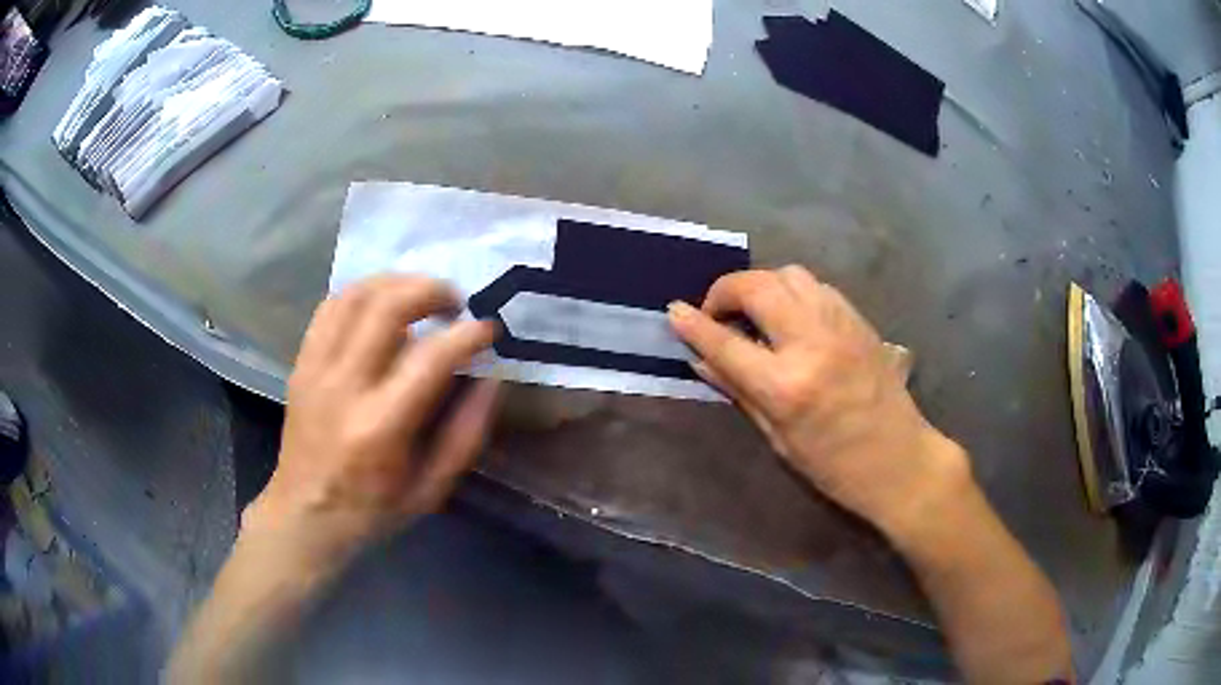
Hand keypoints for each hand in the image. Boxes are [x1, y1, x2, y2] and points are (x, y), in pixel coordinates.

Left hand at [244, 276, 499, 560]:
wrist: (305, 513)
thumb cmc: (372, 510)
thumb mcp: (432, 489)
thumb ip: (466, 434)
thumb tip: (490, 378)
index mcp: (381, 427)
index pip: (430, 358)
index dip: (467, 335)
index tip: (488, 329)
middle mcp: (344, 387)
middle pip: (387, 307)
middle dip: (431, 290)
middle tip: (454, 302)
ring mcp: (316, 369)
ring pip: (356, 295)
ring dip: (396, 283)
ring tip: (421, 295)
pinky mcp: (301, 363)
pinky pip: (331, 307)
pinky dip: (362, 293)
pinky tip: (381, 305)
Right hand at [668, 266, 970, 537]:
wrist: (900, 460)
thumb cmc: (834, 466)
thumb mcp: (777, 439)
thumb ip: (738, 391)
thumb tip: (701, 360)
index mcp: (786, 385)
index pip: (726, 342)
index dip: (694, 323)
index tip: (674, 310)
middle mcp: (812, 342)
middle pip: (758, 287)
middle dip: (726, 290)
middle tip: (717, 313)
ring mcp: (840, 325)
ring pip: (789, 275)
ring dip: (761, 286)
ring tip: (755, 313)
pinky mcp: (858, 320)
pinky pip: (816, 286)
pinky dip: (792, 292)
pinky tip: (790, 317)